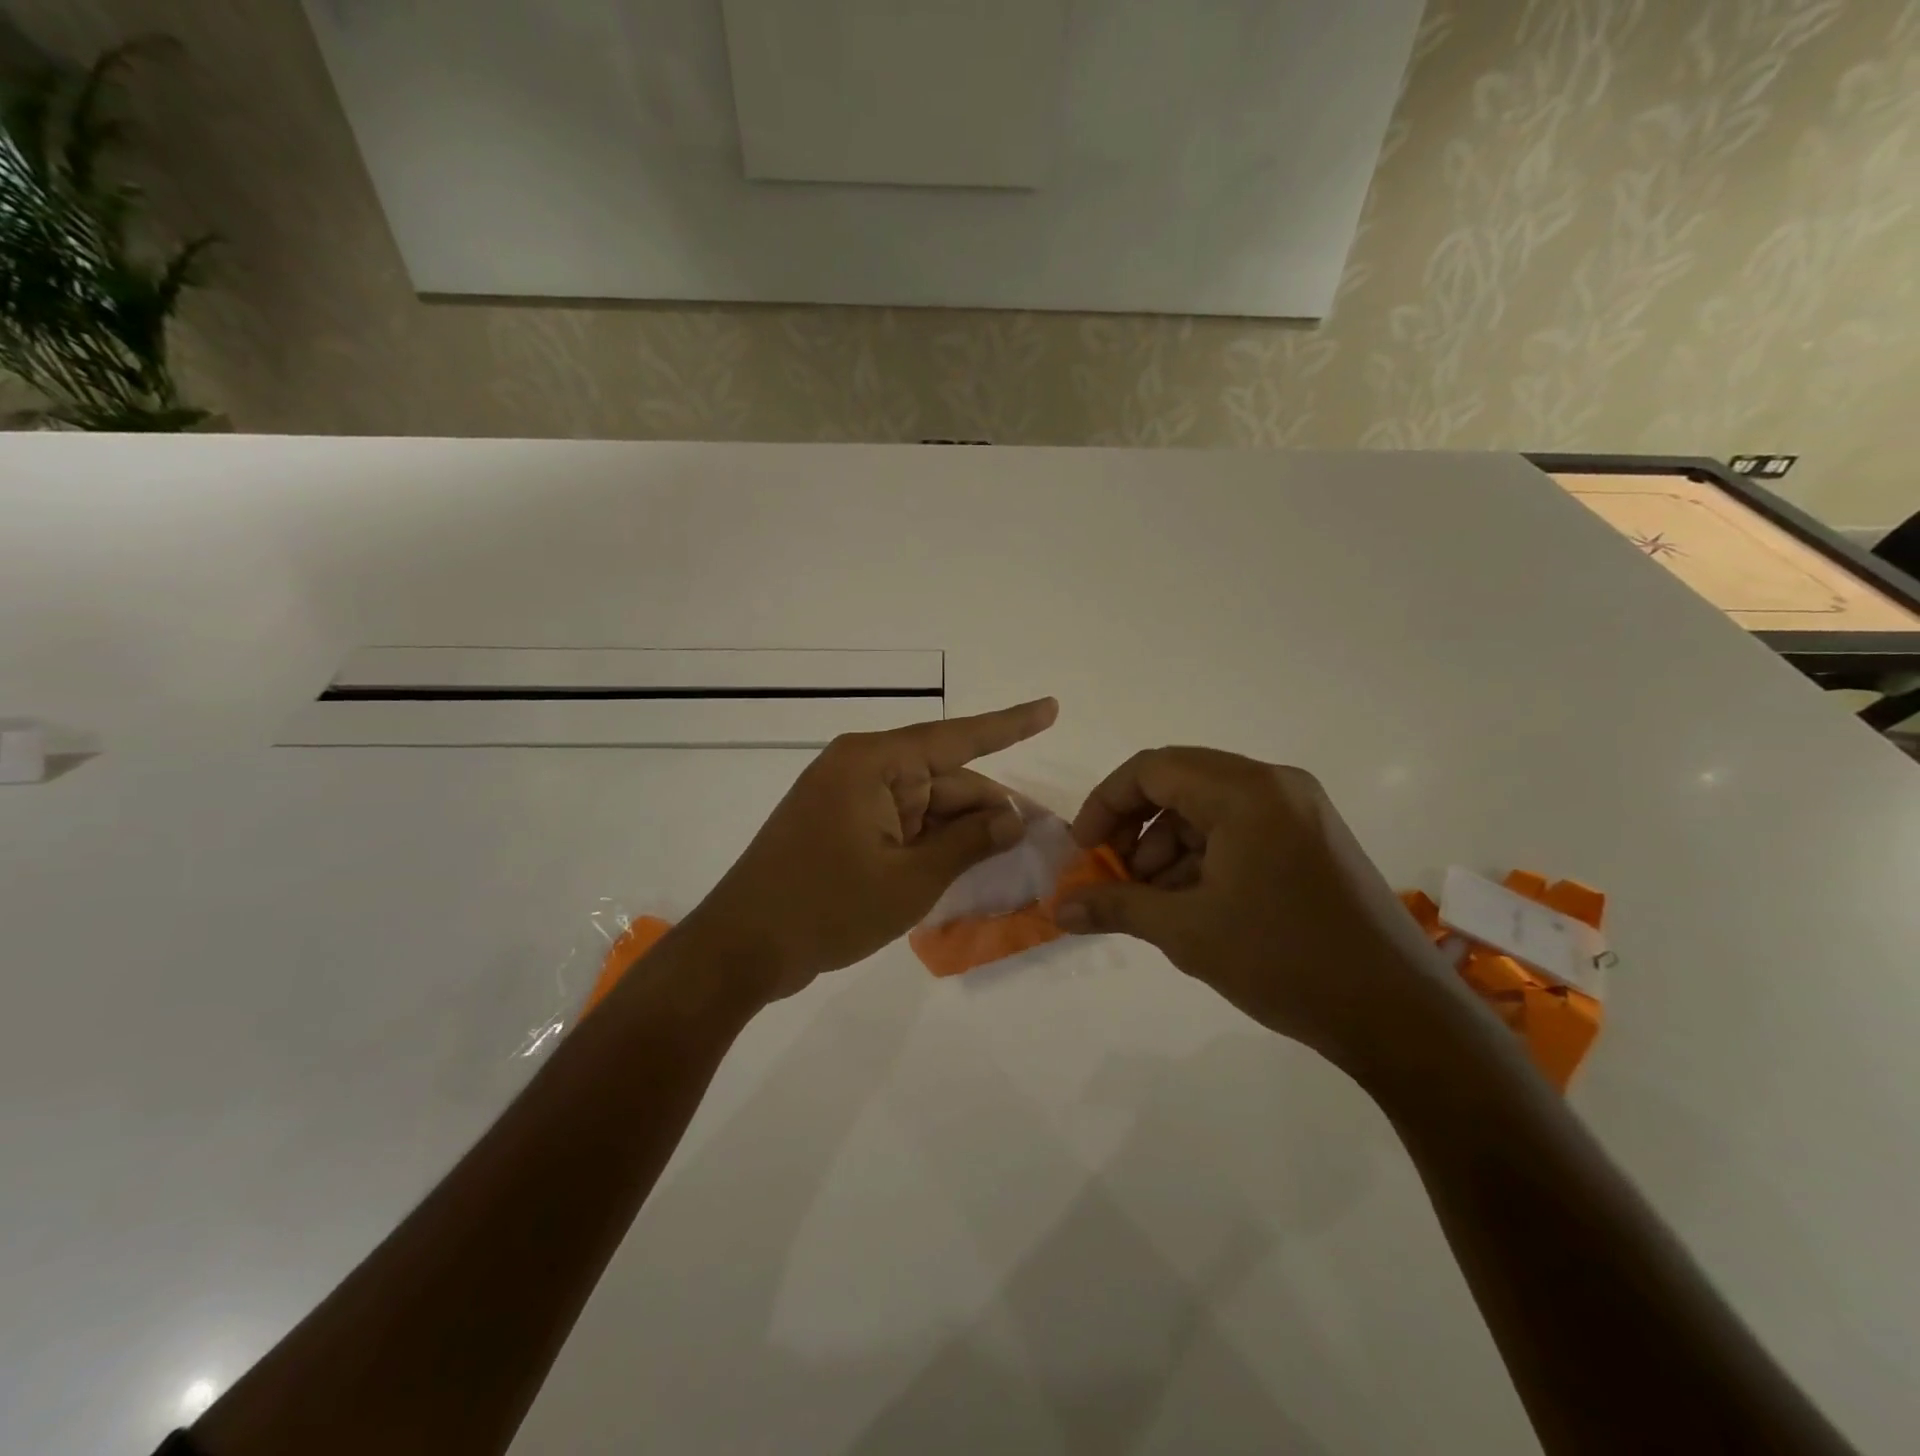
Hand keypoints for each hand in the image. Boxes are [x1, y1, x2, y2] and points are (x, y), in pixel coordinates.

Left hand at [680, 698, 1059, 1003]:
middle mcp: (861, 768)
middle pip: (943, 779)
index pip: (956, 737)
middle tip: (1038, 837)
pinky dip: (931, 844)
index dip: (1010, 725)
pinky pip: (901, 824)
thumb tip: (1012, 816)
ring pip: (925, 805)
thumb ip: (968, 842)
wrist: (741, 949)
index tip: (1051, 708)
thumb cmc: (826, 908)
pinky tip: (964, 866)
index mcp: (874, 763)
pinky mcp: (840, 825)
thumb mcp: (910, 880)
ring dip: (960, 832)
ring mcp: (847, 797)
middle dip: (988, 808)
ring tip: (1006, 861)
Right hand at [1056, 747, 1458, 1074]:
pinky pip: (1240, 828)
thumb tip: (1059, 909)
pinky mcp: (1313, 839)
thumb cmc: (1284, 961)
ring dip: (1168, 846)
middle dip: (1135, 827)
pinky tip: (1193, 903)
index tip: (1083, 850)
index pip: (1152, 769)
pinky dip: (1204, 856)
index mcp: (1246, 791)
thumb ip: (1117, 907)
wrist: (1398, 1015)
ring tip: (1154, 901)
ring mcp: (1300, 810)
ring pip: (1208, 808)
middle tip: (1115, 875)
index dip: (1106, 805)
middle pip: (1179, 782)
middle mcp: (1275, 785)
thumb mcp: (1186, 932)